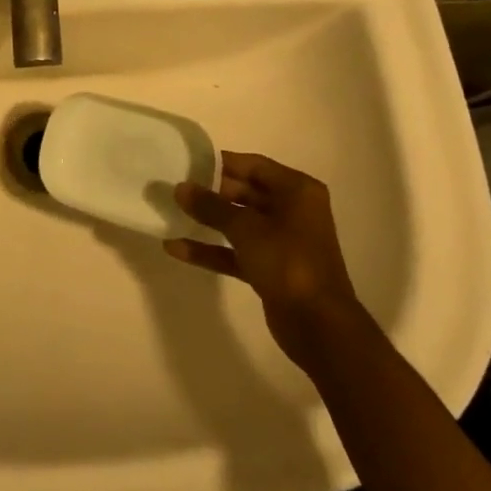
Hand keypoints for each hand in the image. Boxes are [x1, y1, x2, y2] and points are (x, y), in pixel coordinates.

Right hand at [165, 152, 361, 368]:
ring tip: (171, 213)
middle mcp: (292, 211)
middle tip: (174, 187)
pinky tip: (177, 248)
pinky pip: (237, 251)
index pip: (254, 166)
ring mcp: (281, 242)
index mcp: (297, 191)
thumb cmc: (288, 262)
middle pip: (245, 193)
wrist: (319, 327)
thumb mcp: (246, 229)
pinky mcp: (271, 269)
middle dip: (211, 193)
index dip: (221, 163)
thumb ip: (211, 207)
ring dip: (208, 221)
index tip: (187, 162)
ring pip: (239, 223)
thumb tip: (180, 188)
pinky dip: (212, 249)